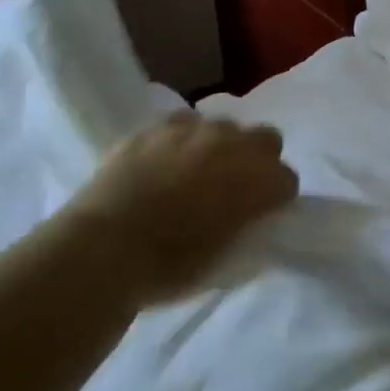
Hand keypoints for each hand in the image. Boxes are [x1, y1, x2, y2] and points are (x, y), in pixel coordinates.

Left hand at [58, 111, 297, 303]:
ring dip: (220, 146)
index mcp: (257, 181)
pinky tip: (167, 160)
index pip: (287, 180)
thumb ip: (246, 227)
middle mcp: (233, 145)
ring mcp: (193, 130)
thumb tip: (248, 216)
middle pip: (266, 138)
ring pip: (224, 126)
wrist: (102, 250)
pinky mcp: (156, 127)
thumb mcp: (224, 259)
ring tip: (197, 172)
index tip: (262, 214)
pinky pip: (183, 122)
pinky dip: (183, 139)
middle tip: (237, 187)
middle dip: (259, 159)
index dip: (276, 198)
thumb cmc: (168, 267)